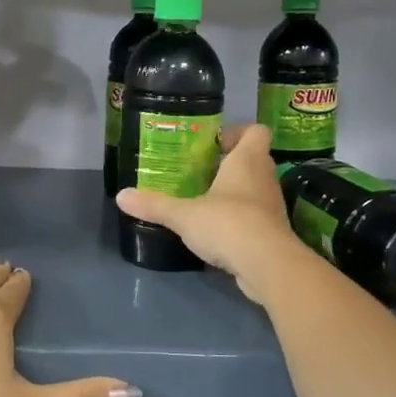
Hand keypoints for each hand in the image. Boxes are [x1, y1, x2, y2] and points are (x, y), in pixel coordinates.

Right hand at [115, 124, 307, 302]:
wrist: (268, 265)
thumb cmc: (228, 224)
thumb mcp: (184, 214)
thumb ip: (154, 204)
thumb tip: (121, 196)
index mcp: (247, 160)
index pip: (256, 131)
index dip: (237, 133)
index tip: (213, 144)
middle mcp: (264, 177)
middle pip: (253, 159)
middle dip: (228, 163)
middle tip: (199, 172)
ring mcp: (272, 206)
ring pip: (255, 188)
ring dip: (234, 192)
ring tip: (204, 200)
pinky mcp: (273, 232)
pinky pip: (256, 215)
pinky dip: (239, 218)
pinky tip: (216, 230)